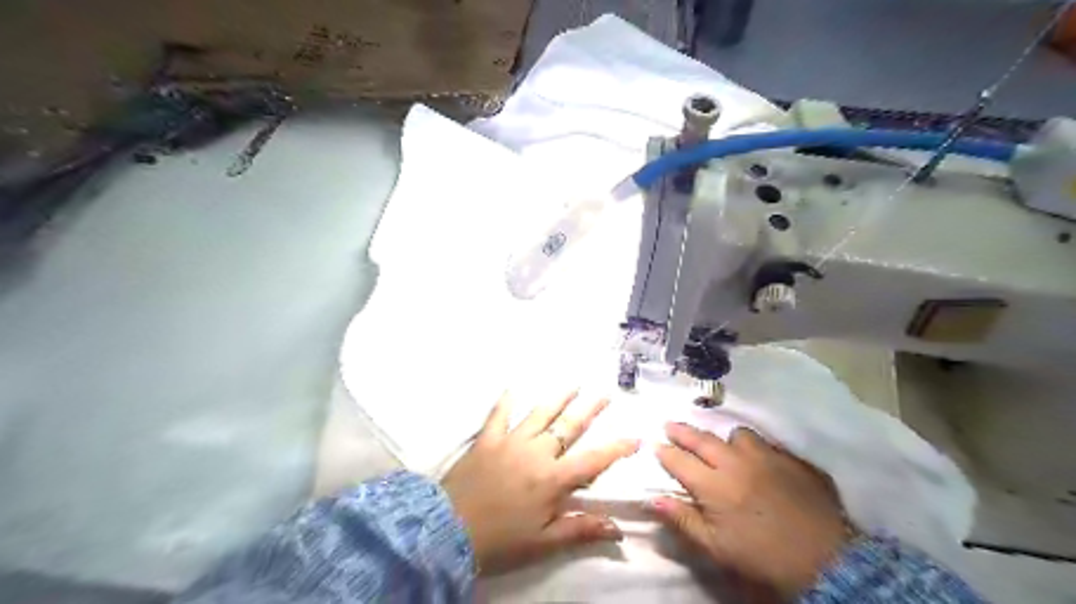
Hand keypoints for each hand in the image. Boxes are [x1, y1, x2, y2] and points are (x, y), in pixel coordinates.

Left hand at [439, 392, 637, 574]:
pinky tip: (513, 387)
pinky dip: (506, 401)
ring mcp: (510, 442)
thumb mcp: (543, 542)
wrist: (448, 531)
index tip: (635, 437)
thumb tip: (618, 528)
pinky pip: (498, 414)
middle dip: (589, 410)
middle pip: (568, 427)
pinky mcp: (486, 439)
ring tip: (573, 383)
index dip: (616, 449)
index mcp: (553, 479)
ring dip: (558, 398)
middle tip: (605, 393)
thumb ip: (580, 529)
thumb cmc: (500, 540)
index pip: (593, 460)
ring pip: (540, 414)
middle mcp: (536, 453)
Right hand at [650, 423, 852, 595]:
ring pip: (737, 435)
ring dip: (725, 439)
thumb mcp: (717, 547)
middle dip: (682, 431)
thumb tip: (654, 499)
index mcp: (714, 485)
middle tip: (670, 424)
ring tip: (724, 447)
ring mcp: (765, 456)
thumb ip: (683, 520)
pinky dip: (755, 448)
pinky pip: (767, 444)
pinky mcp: (790, 458)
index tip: (654, 445)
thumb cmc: (763, 556)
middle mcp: (735, 462)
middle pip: (702, 439)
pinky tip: (758, 459)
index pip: (680, 461)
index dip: (664, 452)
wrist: (826, 559)